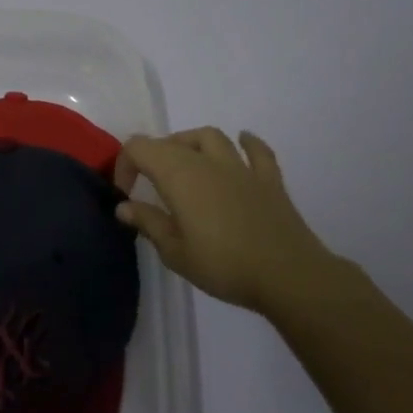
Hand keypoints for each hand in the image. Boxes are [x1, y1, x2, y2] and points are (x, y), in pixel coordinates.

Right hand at [115, 128, 343, 315]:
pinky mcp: (269, 180)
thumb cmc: (224, 265)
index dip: (124, 164)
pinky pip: (257, 151)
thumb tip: (124, 206)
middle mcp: (207, 162)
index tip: (125, 194)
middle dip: (152, 157)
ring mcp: (241, 168)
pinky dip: (247, 143)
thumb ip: (148, 223)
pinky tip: (243, 141)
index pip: (139, 148)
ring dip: (191, 143)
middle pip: (171, 141)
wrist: (288, 276)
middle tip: (149, 186)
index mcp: (179, 176)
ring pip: (210, 137)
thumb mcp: (175, 252)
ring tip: (185, 162)